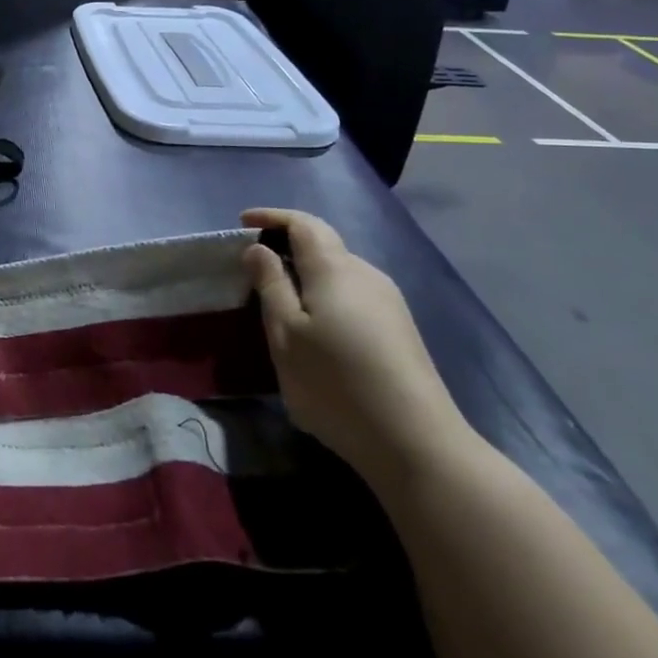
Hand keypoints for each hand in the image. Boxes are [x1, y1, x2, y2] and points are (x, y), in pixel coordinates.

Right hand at [242, 208, 471, 487]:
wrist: (416, 441)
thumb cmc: (336, 384)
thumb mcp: (285, 335)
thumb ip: (270, 285)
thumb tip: (258, 248)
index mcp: (334, 269)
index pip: (303, 223)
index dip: (271, 216)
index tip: (242, 221)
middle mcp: (366, 274)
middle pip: (323, 244)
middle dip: (287, 246)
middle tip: (254, 267)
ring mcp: (388, 301)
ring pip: (338, 272)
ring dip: (306, 274)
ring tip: (279, 301)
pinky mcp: (399, 328)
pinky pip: (352, 295)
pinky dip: (325, 295)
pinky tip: (316, 329)